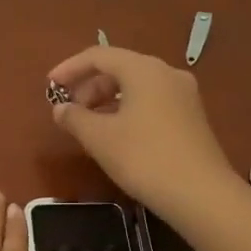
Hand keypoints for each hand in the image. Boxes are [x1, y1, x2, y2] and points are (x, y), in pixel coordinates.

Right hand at [47, 46, 239, 221]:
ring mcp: (183, 95)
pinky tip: (116, 133)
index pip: (99, 55)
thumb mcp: (99, 138)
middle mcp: (166, 73)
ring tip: (88, 124)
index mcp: (143, 69)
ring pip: (136, 86)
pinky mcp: (191, 116)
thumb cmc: (144, 158)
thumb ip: (74, 117)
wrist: (201, 195)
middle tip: (69, 110)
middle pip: (119, 68)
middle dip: (89, 86)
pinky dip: (127, 109)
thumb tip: (60, 108)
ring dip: (107, 99)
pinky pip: (151, 101)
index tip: (50, 86)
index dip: (70, 68)